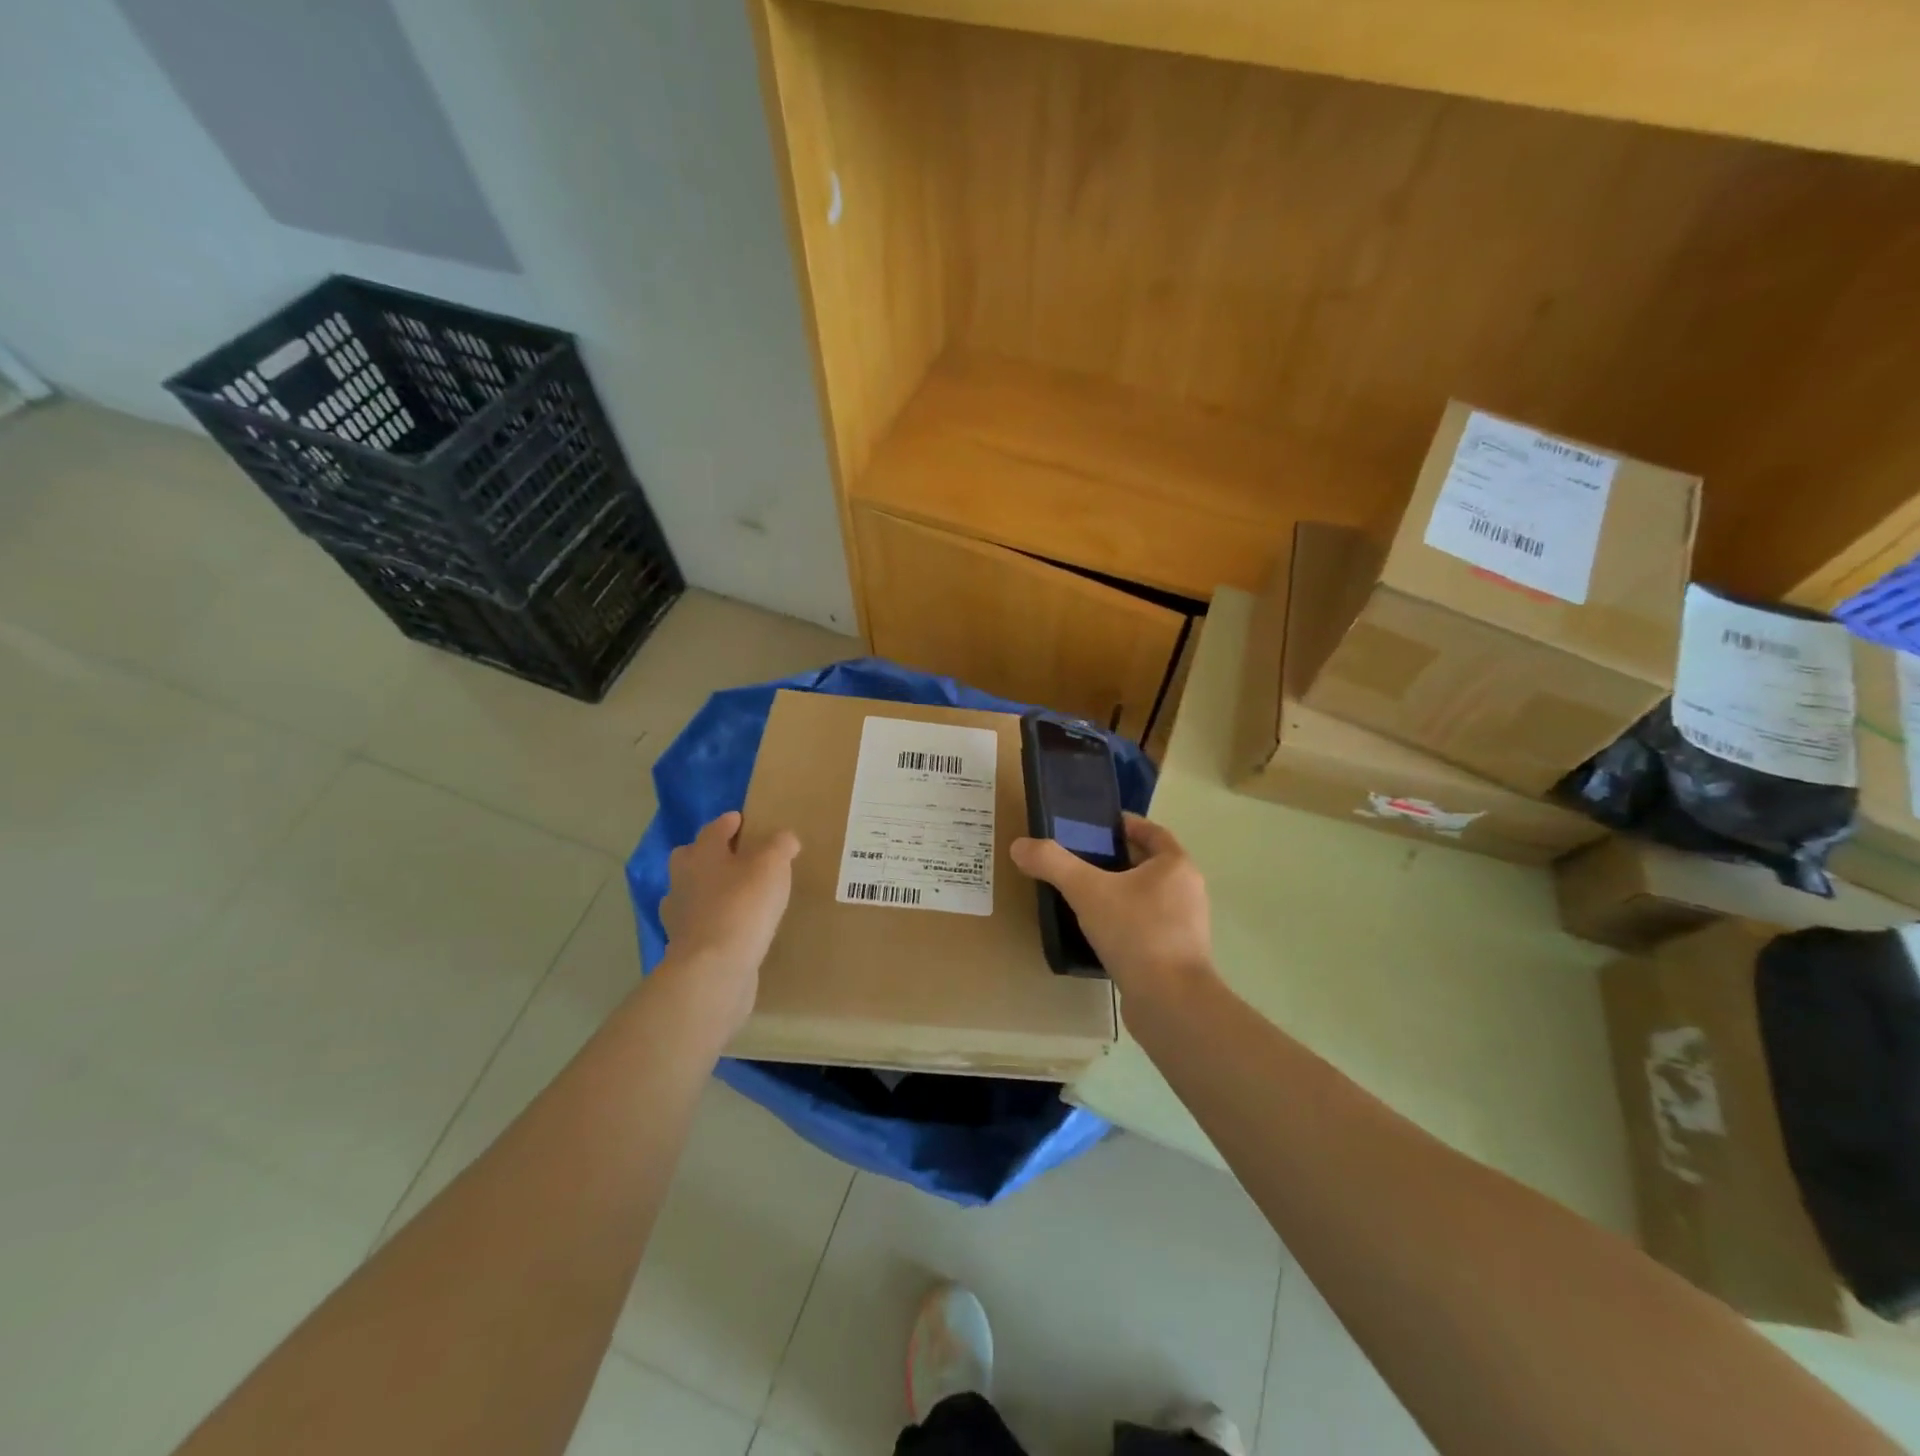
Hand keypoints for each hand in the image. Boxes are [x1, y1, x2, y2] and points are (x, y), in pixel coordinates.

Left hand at [658, 811, 800, 1031]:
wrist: (714, 969)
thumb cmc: (743, 906)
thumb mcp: (772, 865)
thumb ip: (780, 845)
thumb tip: (784, 838)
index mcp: (702, 853)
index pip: (715, 829)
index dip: (730, 822)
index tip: (743, 820)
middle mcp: (683, 879)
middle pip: (691, 857)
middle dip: (710, 854)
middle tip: (736, 858)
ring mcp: (679, 915)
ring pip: (692, 892)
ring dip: (709, 890)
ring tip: (737, 896)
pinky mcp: (684, 946)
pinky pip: (699, 924)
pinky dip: (712, 922)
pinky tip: (733, 929)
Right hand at [1009, 813, 1213, 1001]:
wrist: (1170, 1002)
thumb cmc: (1136, 933)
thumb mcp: (1087, 891)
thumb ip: (1052, 863)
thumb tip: (1019, 845)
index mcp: (1176, 866)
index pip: (1151, 831)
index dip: (1124, 825)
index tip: (1093, 826)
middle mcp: (1187, 890)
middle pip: (1148, 864)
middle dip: (1115, 859)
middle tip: (1077, 860)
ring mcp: (1185, 926)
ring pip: (1146, 897)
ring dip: (1118, 892)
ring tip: (1082, 896)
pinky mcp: (1176, 955)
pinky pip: (1146, 926)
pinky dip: (1123, 922)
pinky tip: (1096, 932)